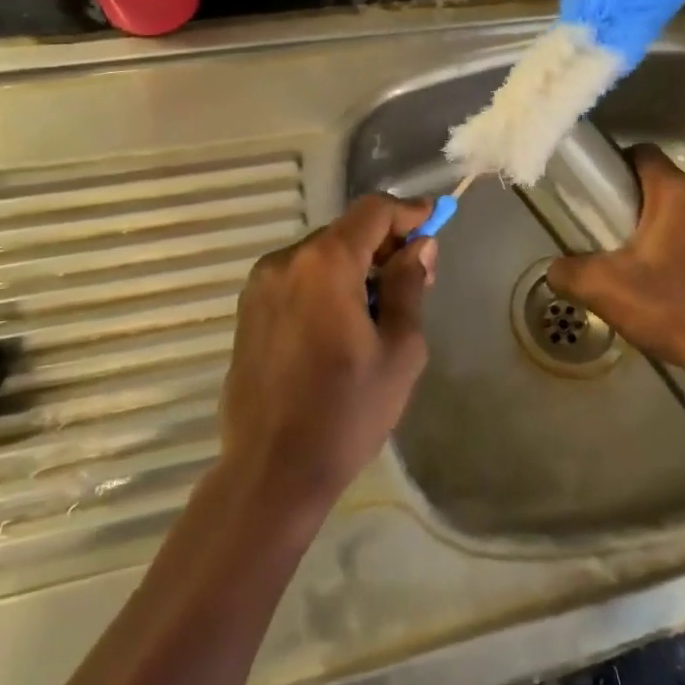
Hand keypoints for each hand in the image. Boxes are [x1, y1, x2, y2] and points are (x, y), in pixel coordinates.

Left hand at [217, 194, 436, 518]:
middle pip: (346, 231)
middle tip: (417, 275)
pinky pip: (299, 278)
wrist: (270, 473)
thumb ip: (409, 286)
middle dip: (385, 243)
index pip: (373, 211)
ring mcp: (261, 285)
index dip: (408, 211)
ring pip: (322, 255)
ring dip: (356, 265)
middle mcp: (287, 261)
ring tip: (382, 307)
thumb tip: (419, 246)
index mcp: (325, 264)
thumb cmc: (346, 412)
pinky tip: (344, 323)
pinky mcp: (249, 311)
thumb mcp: (399, 350)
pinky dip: (328, 283)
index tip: (435, 221)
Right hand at [546, 145, 684, 388]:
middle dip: (662, 213)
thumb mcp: (605, 292)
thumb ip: (568, 272)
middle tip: (644, 252)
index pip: (647, 155)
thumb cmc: (672, 312)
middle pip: (680, 193)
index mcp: (678, 195)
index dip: (627, 167)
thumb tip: (555, 269)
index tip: (616, 195)